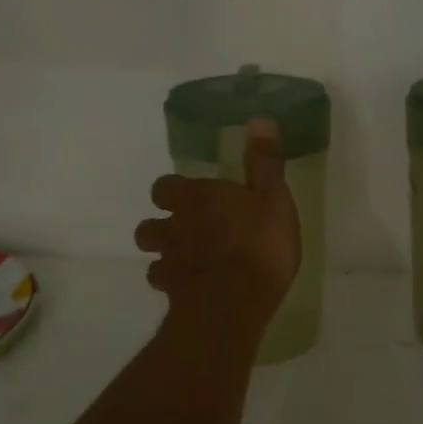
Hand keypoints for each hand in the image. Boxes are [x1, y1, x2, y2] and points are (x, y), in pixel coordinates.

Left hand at [136, 118, 300, 333]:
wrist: (234, 303)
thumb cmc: (258, 244)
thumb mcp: (273, 198)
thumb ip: (264, 162)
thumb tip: (259, 120)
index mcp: (196, 198)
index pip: (164, 187)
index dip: (174, 191)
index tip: (191, 196)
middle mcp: (174, 227)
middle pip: (150, 224)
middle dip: (162, 225)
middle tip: (186, 230)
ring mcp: (170, 263)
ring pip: (153, 255)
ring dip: (165, 255)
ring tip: (187, 260)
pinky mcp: (173, 294)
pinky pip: (165, 284)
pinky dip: (174, 284)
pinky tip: (192, 288)